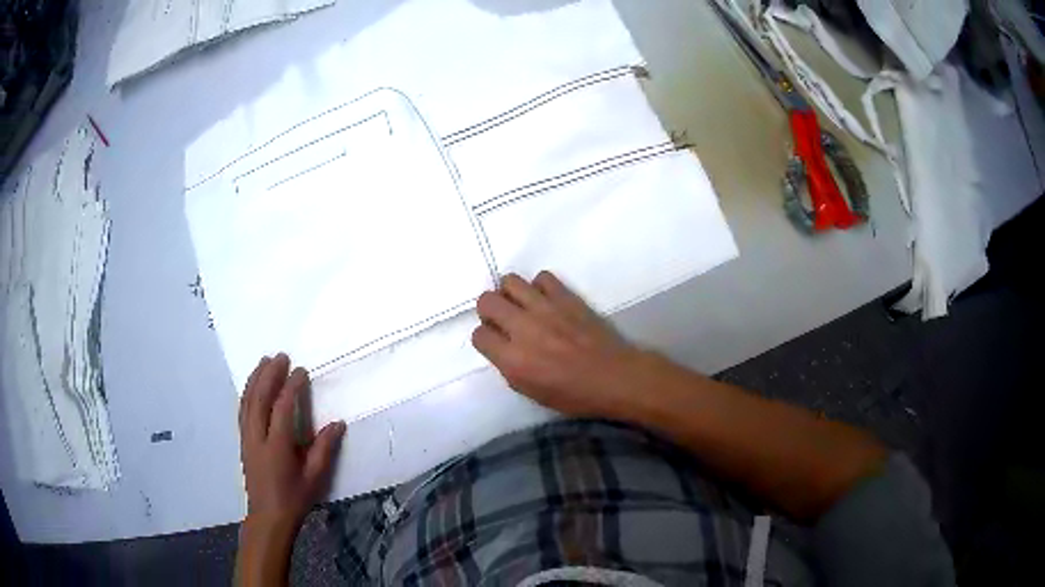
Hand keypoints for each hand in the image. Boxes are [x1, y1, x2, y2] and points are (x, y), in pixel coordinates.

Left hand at [239, 353, 345, 529]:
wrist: (268, 516)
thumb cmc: (294, 498)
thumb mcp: (315, 478)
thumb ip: (324, 449)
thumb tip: (337, 423)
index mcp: (277, 446)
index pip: (282, 408)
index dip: (291, 387)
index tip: (301, 371)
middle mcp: (257, 437)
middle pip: (259, 398)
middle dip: (269, 375)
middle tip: (280, 357)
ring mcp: (247, 438)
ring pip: (247, 401)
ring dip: (255, 379)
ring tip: (264, 362)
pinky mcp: (243, 441)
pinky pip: (242, 410)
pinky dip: (247, 393)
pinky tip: (253, 386)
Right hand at [472, 271, 649, 416]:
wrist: (614, 377)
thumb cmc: (574, 394)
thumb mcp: (530, 392)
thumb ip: (509, 367)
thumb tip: (502, 346)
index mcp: (512, 359)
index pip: (479, 335)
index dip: (485, 338)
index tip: (496, 341)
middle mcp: (523, 328)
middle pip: (486, 301)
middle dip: (489, 310)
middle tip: (503, 319)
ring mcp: (545, 308)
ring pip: (509, 281)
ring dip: (510, 293)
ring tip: (522, 305)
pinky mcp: (566, 297)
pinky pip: (542, 277)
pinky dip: (540, 287)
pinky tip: (547, 300)